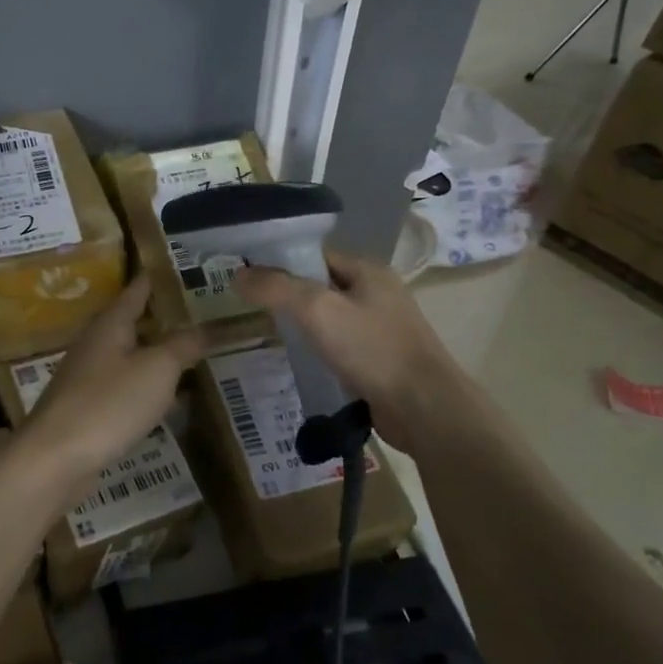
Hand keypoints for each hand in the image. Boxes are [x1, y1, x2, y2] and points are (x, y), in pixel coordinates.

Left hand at [16, 278, 204, 487]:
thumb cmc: (108, 403)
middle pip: (131, 322)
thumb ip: (183, 345)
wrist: (55, 458)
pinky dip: (145, 385)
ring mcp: (87, 377)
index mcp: (111, 324)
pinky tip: (164, 398)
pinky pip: (122, 386)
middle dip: (161, 317)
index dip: (158, 278)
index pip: (137, 290)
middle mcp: (95, 344)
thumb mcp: (157, 369)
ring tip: (189, 352)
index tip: (181, 268)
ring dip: (155, 352)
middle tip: (199, 313)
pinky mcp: (86, 408)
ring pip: (128, 356)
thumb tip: (209, 325)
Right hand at [235, 248, 463, 448]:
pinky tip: (297, 361)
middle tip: (250, 308)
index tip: (247, 277)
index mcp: (368, 270)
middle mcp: (376, 293)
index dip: (280, 262)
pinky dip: (317, 350)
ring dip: (302, 325)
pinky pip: (338, 345)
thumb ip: (276, 288)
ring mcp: (380, 328)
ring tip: (267, 334)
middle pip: (320, 285)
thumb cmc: (372, 349)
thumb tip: (238, 275)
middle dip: (287, 295)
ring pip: (328, 317)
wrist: (424, 408)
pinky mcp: (378, 360)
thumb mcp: (317, 310)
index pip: (314, 255)